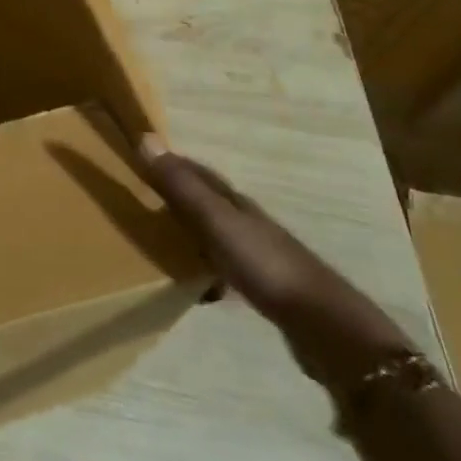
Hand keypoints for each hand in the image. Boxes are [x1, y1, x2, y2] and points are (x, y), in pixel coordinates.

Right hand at [137, 133, 412, 389]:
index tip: (138, 158)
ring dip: (189, 232)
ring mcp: (256, 254)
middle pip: (206, 201)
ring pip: (214, 233)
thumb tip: (144, 136)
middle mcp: (246, 221)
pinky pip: (222, 267)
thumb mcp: (216, 221)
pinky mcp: (262, 286)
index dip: (170, 163)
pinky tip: (194, 284)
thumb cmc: (265, 264)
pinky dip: (204, 268)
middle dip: (176, 196)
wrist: (322, 324)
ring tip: (157, 240)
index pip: (197, 172)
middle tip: (140, 198)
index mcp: (235, 202)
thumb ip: (182, 186)